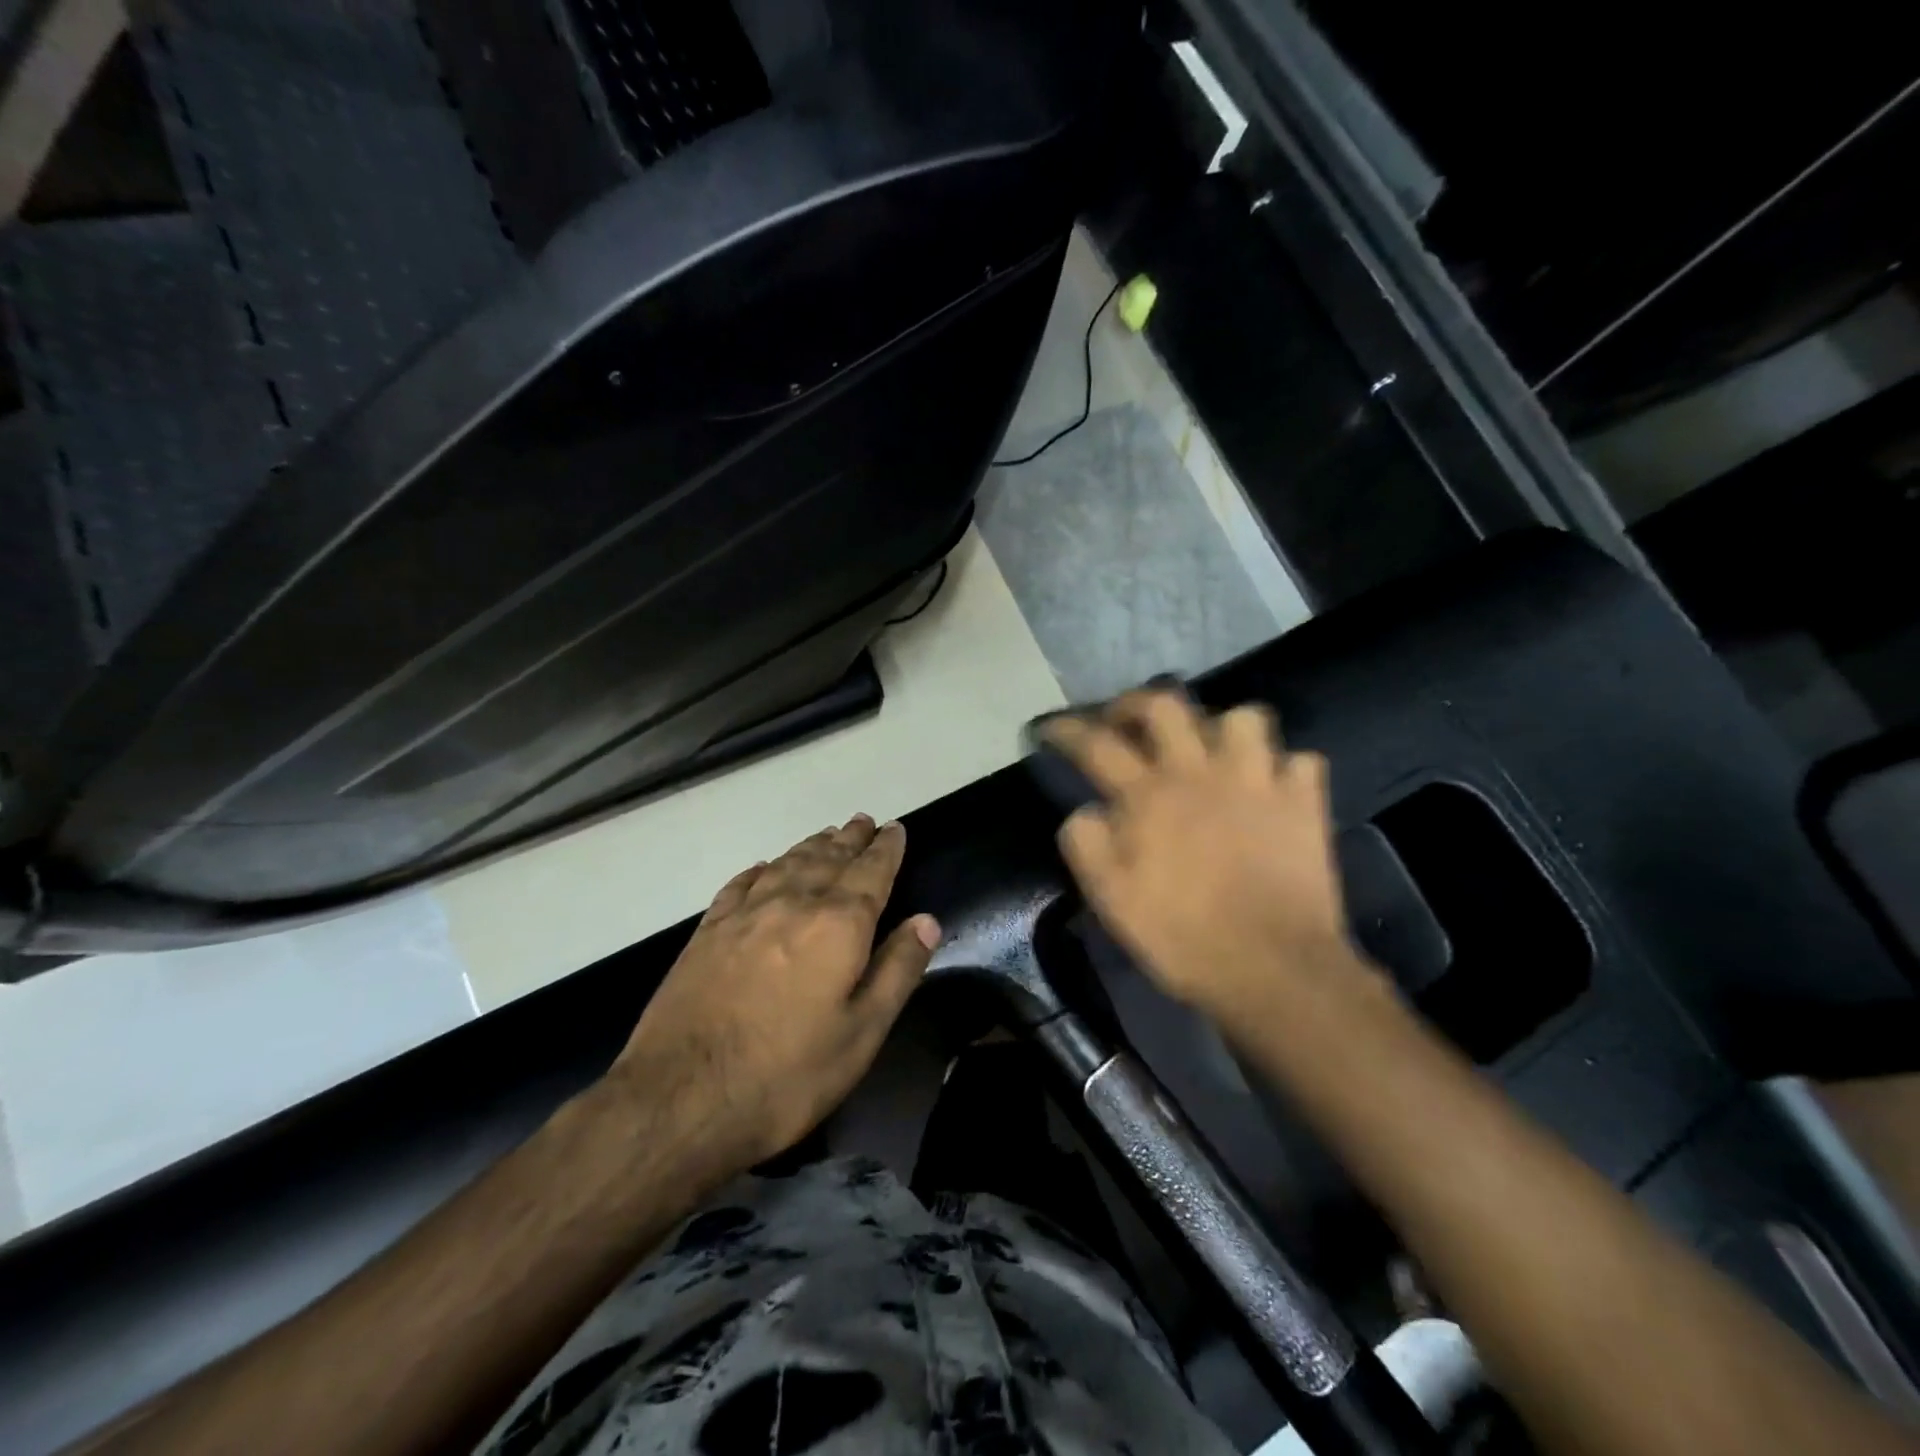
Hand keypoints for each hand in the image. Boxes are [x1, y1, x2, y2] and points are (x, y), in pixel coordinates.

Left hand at [606, 815, 939, 1179]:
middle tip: (863, 821)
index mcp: (838, 926)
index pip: (870, 873)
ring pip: (786, 864)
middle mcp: (793, 905)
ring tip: (827, 834)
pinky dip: (760, 870)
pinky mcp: (706, 933)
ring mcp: (744, 915)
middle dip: (850, 839)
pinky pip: (740, 885)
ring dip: (811, 846)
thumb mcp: (861, 1034)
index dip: (886, 849)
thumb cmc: (786, 1075)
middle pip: (828, 859)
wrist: (679, 1099)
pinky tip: (764, 867)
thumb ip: (897, 971)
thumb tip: (927, 921)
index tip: (894, 828)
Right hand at [1045, 690, 1374, 1026]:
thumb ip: (1086, 844)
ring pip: (1244, 718)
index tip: (1049, 727)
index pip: (1097, 744)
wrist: (1275, 968)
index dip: (1067, 729)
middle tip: (1123, 721)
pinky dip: (1284, 768)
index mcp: (1149, 796)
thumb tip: (1085, 810)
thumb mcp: (1111, 899)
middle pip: (1166, 705)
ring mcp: (1259, 782)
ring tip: (1209, 751)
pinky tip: (1271, 787)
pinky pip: (1301, 760)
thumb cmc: (1183, 937)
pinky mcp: (1303, 803)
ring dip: (1220, 728)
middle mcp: (1201, 773)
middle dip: (1136, 703)